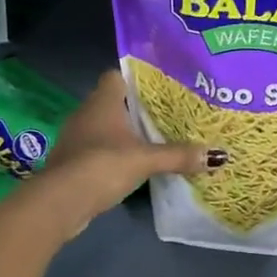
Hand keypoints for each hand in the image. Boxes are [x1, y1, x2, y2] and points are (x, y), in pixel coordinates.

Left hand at [38, 70, 218, 238]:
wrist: (59, 202)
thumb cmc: (102, 165)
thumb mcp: (145, 159)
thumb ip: (178, 155)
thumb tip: (217, 155)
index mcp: (103, 100)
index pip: (117, 75)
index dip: (137, 79)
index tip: (160, 87)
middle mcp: (86, 112)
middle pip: (114, 101)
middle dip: (136, 108)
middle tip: (166, 114)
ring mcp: (76, 137)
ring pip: (105, 126)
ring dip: (124, 132)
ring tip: (154, 139)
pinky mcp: (72, 161)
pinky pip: (97, 148)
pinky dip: (112, 153)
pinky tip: (131, 164)